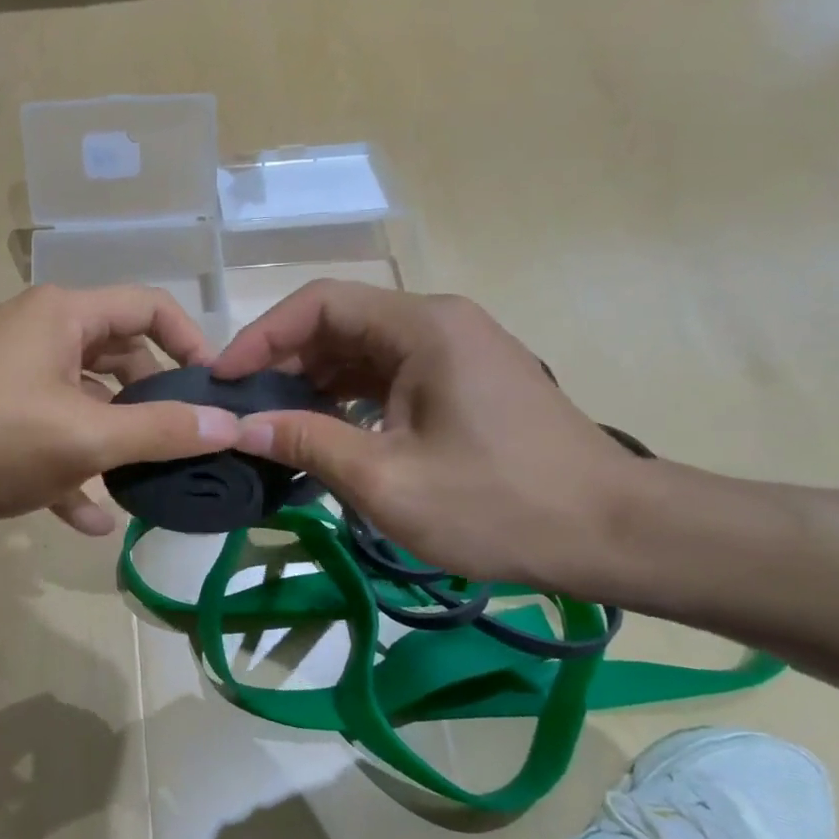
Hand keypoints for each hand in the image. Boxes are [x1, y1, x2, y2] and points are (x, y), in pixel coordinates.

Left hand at [0, 285, 240, 534]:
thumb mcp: (84, 436)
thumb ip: (160, 431)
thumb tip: (229, 424)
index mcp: (65, 316)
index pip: (149, 308)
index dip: (190, 343)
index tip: (214, 392)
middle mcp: (39, 333)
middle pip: (117, 358)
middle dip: (152, 403)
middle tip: (183, 445)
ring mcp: (9, 374)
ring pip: (81, 401)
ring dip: (112, 442)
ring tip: (146, 485)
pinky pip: (44, 433)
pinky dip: (69, 467)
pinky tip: (90, 521)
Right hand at [210, 280, 643, 590]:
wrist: (615, 534)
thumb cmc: (499, 505)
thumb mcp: (387, 480)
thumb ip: (306, 442)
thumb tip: (241, 425)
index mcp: (421, 327)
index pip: (319, 304)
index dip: (262, 336)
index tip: (223, 379)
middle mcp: (437, 322)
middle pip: (339, 322)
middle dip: (284, 361)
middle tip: (242, 407)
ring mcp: (455, 350)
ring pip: (362, 349)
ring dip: (314, 381)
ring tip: (273, 422)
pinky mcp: (464, 380)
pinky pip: (389, 373)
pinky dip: (349, 397)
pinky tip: (325, 431)